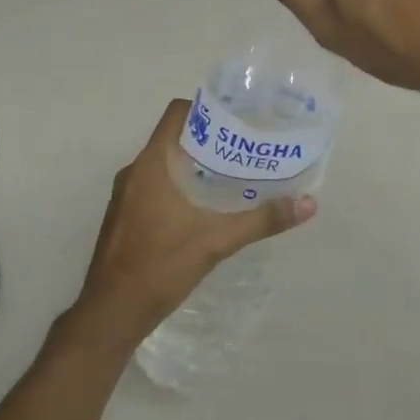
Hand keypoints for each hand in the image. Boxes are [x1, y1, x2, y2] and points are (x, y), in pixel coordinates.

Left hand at [69, 99, 315, 353]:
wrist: (111, 312)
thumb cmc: (160, 266)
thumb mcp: (216, 241)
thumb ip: (261, 220)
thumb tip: (307, 203)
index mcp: (151, 164)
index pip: (176, 114)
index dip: (205, 108)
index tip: (236, 117)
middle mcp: (134, 171)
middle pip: (173, 138)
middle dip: (207, 140)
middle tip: (243, 148)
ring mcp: (125, 194)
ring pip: (162, 164)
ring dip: (192, 164)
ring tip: (229, 175)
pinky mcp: (124, 215)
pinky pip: (153, 185)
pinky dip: (177, 185)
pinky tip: (202, 207)